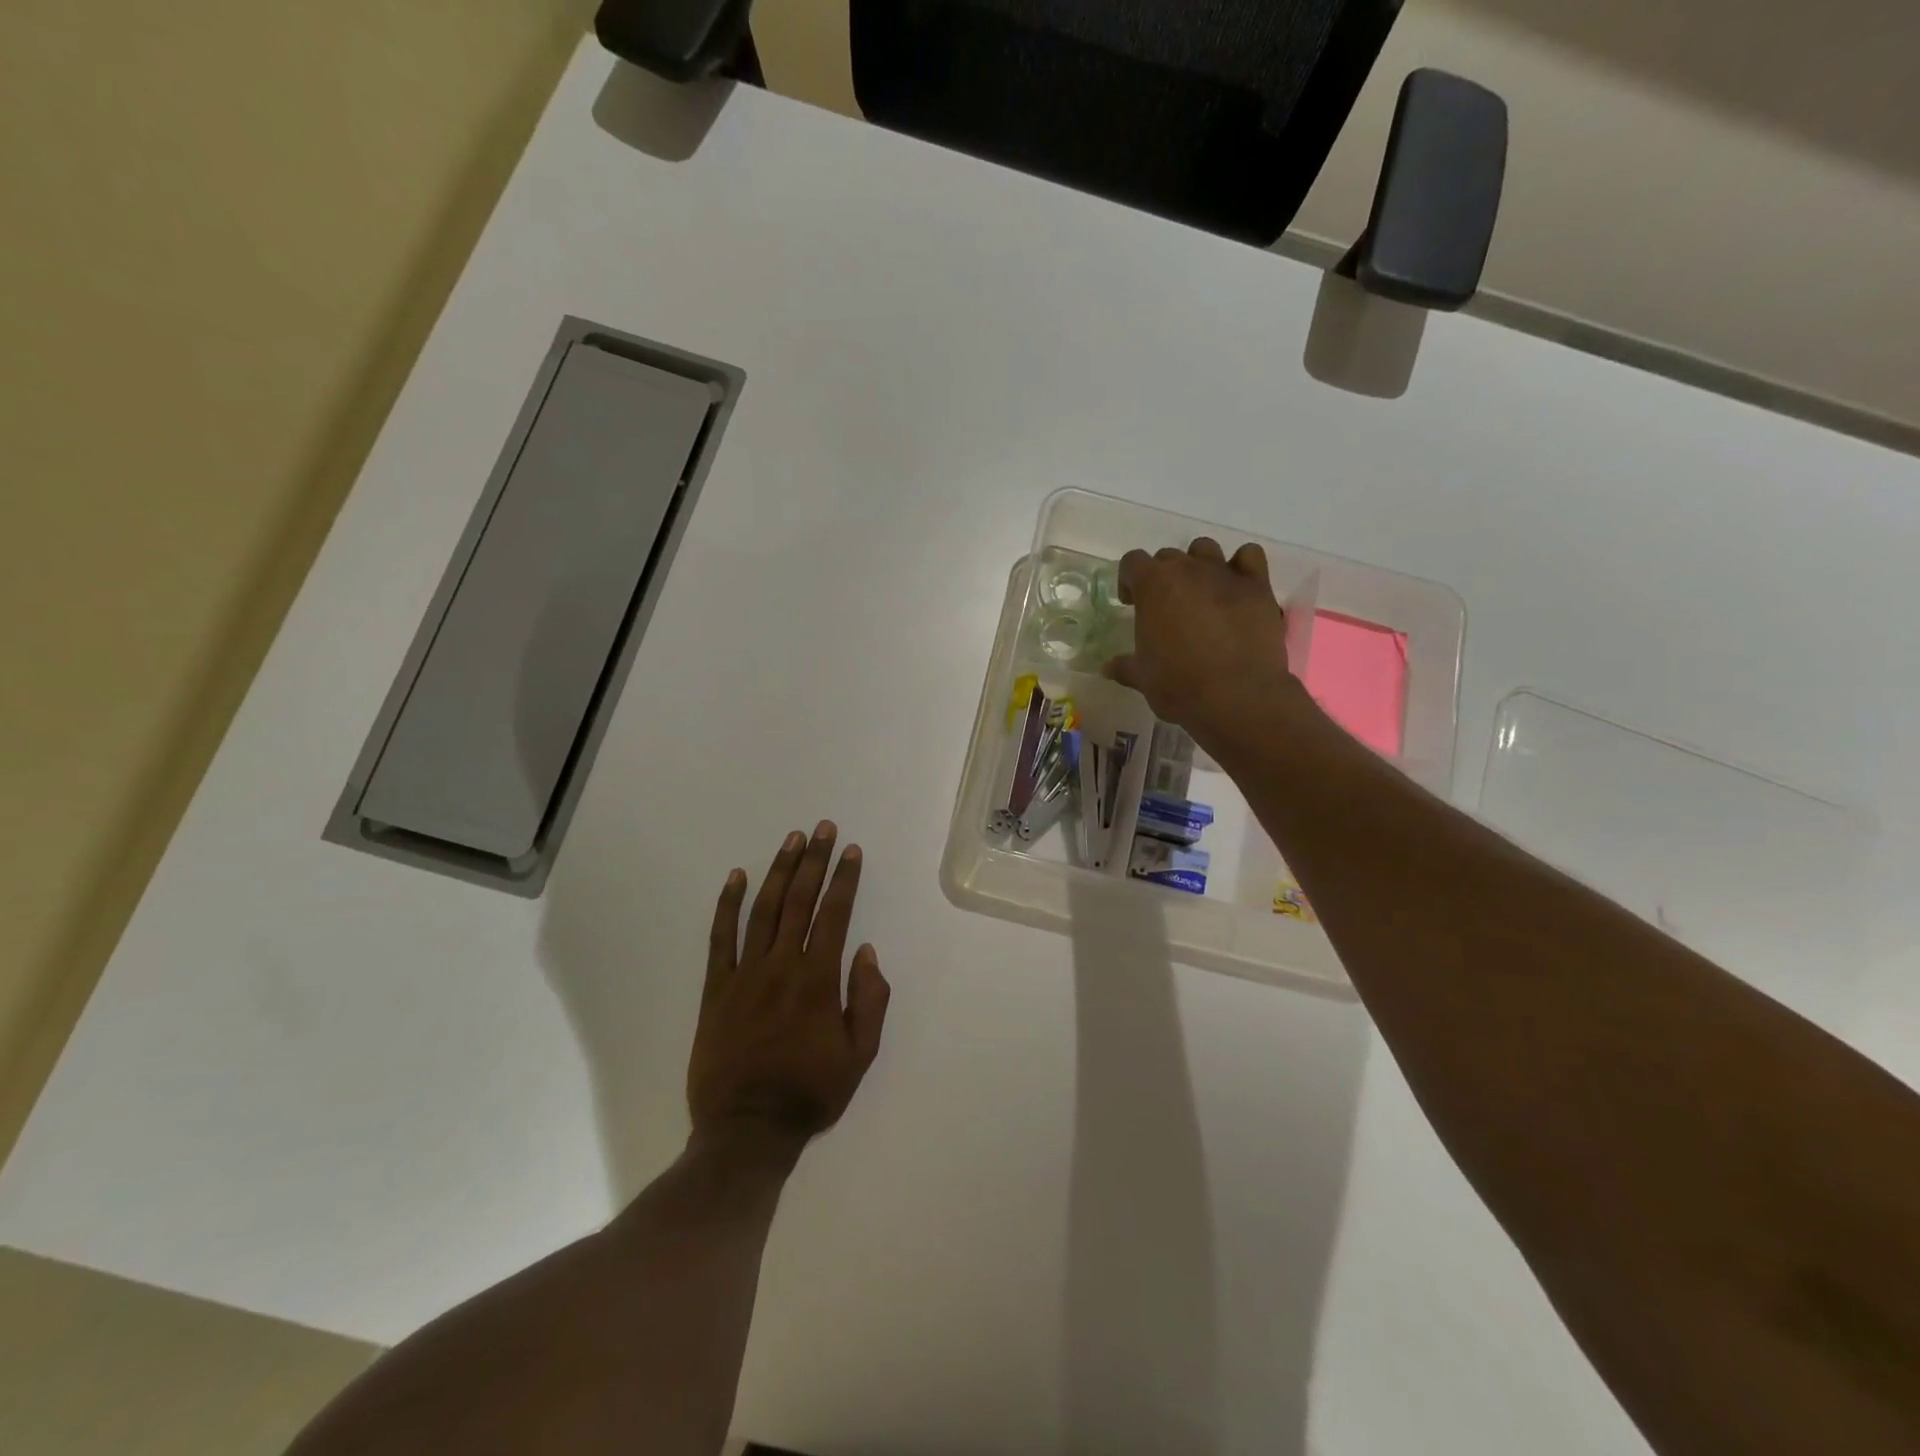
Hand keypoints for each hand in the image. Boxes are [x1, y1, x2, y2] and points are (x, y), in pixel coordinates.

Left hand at [689, 823, 890, 1156]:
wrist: (745, 1130)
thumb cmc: (809, 1093)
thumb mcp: (860, 1056)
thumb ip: (869, 1000)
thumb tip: (866, 952)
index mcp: (818, 980)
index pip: (834, 915)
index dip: (844, 880)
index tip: (851, 851)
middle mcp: (781, 966)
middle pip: (800, 901)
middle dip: (814, 861)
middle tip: (823, 829)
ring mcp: (744, 974)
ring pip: (763, 910)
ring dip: (778, 871)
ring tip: (791, 840)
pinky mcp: (716, 988)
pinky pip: (720, 938)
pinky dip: (726, 904)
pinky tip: (735, 877)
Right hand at [1104, 538, 1315, 755]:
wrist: (1235, 696)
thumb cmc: (1178, 685)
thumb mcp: (1143, 678)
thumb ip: (1125, 666)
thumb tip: (1108, 668)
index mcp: (1153, 585)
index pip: (1132, 562)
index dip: (1128, 580)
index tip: (1131, 603)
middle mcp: (1188, 570)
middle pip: (1168, 556)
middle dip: (1163, 577)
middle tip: (1165, 607)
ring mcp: (1225, 574)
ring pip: (1206, 550)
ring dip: (1199, 565)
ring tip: (1200, 594)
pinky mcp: (1257, 586)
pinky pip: (1249, 556)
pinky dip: (1241, 566)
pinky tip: (1236, 588)